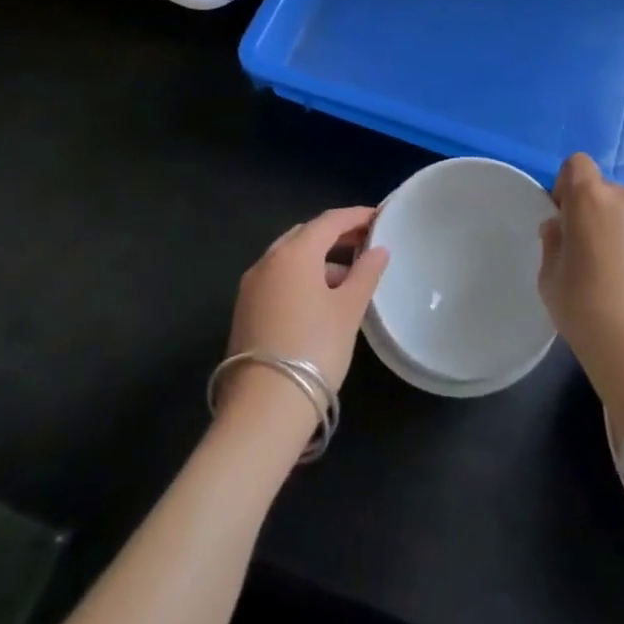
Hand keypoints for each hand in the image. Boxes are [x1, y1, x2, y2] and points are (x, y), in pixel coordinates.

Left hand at [226, 206, 387, 396]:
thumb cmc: (315, 348)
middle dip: (335, 235)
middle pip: (305, 235)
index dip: (355, 216)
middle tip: (364, 242)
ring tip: (348, 277)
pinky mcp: (245, 310)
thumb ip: (365, 274)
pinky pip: (278, 278)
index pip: (329, 221)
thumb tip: (378, 250)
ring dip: (318, 259)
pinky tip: (321, 299)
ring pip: (289, 258)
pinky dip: (301, 277)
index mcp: (294, 252)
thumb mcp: (348, 310)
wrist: (264, 407)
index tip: (378, 217)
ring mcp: (251, 286)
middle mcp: (268, 260)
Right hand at [539, 155, 623, 436]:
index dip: (567, 186)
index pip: (576, 164)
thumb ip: (553, 241)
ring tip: (618, 272)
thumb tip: (561, 227)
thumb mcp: (549, 277)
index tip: (564, 220)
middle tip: (589, 252)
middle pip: (604, 190)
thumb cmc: (586, 310)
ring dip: (620, 228)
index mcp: (591, 198)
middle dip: (594, 211)